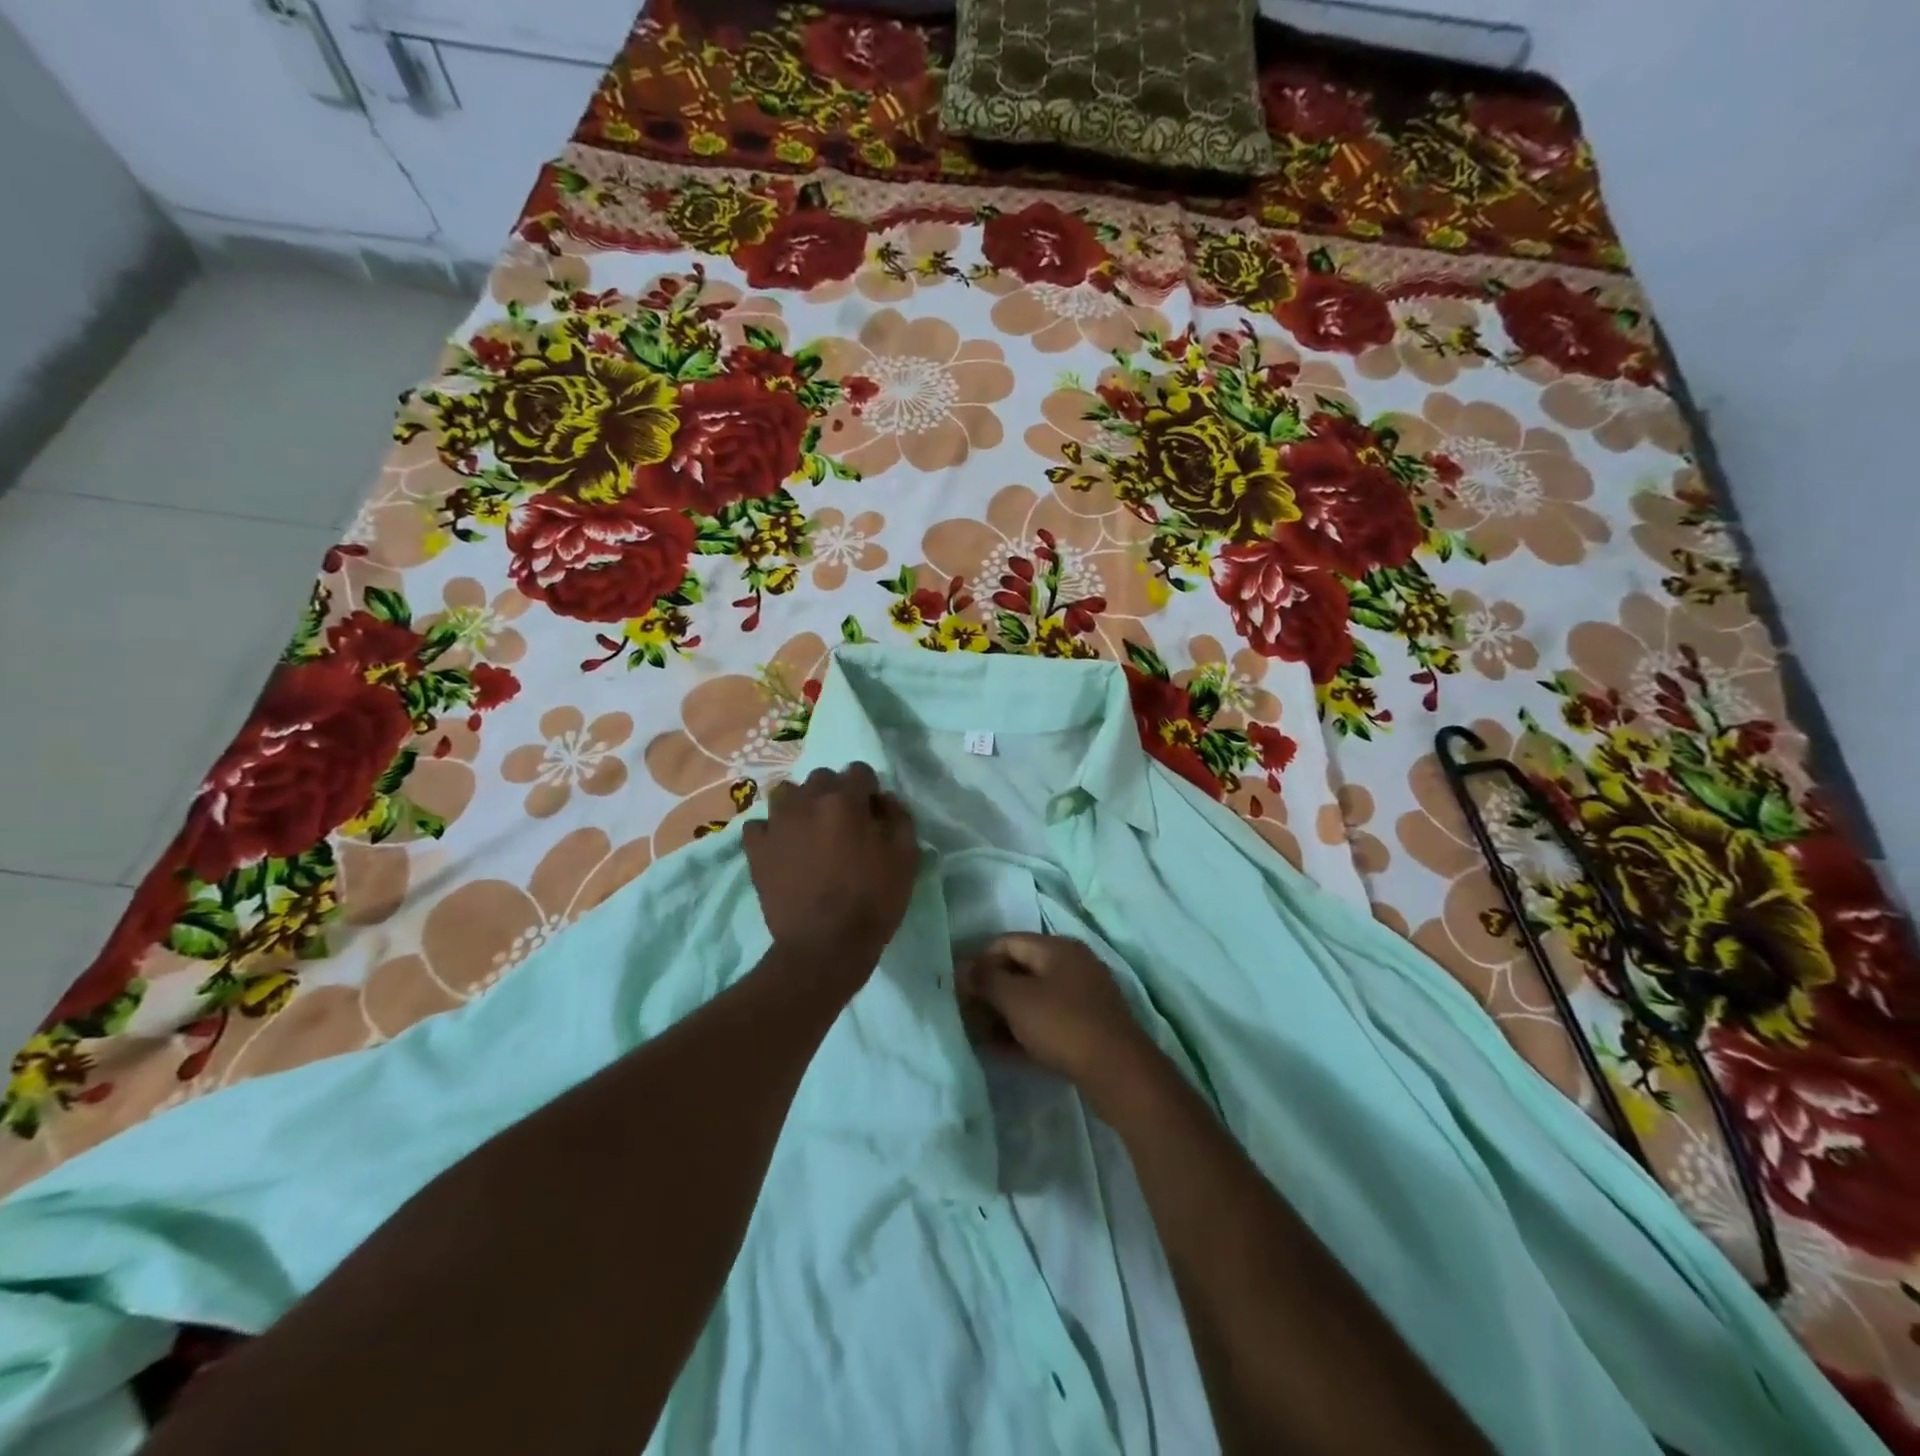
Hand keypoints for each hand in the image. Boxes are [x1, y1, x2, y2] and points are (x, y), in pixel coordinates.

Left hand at [743, 763, 917, 969]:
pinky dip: (771, 832)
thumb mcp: (907, 858)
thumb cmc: (873, 901)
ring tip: (810, 832)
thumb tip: (884, 799)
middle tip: (843, 825)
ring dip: (801, 805)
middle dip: (835, 794)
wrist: (825, 946)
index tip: (873, 814)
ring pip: (787, 794)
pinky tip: (783, 849)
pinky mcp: (756, 849)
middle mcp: (808, 801)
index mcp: (846, 800)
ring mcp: (777, 823)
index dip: (869, 791)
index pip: (859, 771)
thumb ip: (899, 818)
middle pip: (822, 778)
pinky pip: (759, 825)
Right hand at [956, 934, 1155, 1095]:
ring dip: (1006, 1013)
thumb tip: (963, 967)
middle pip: (1020, 969)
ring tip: (983, 1037)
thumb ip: (986, 980)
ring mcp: (1084, 994)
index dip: (979, 963)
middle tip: (969, 1016)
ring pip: (1035, 996)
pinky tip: (1007, 1050)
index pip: (1006, 942)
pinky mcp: (1090, 1023)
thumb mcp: (1016, 1000)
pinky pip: (1049, 1018)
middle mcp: (1072, 963)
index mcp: (1056, 947)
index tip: (961, 991)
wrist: (1119, 1071)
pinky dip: (1026, 1028)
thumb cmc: (1062, 1025)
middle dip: (992, 991)